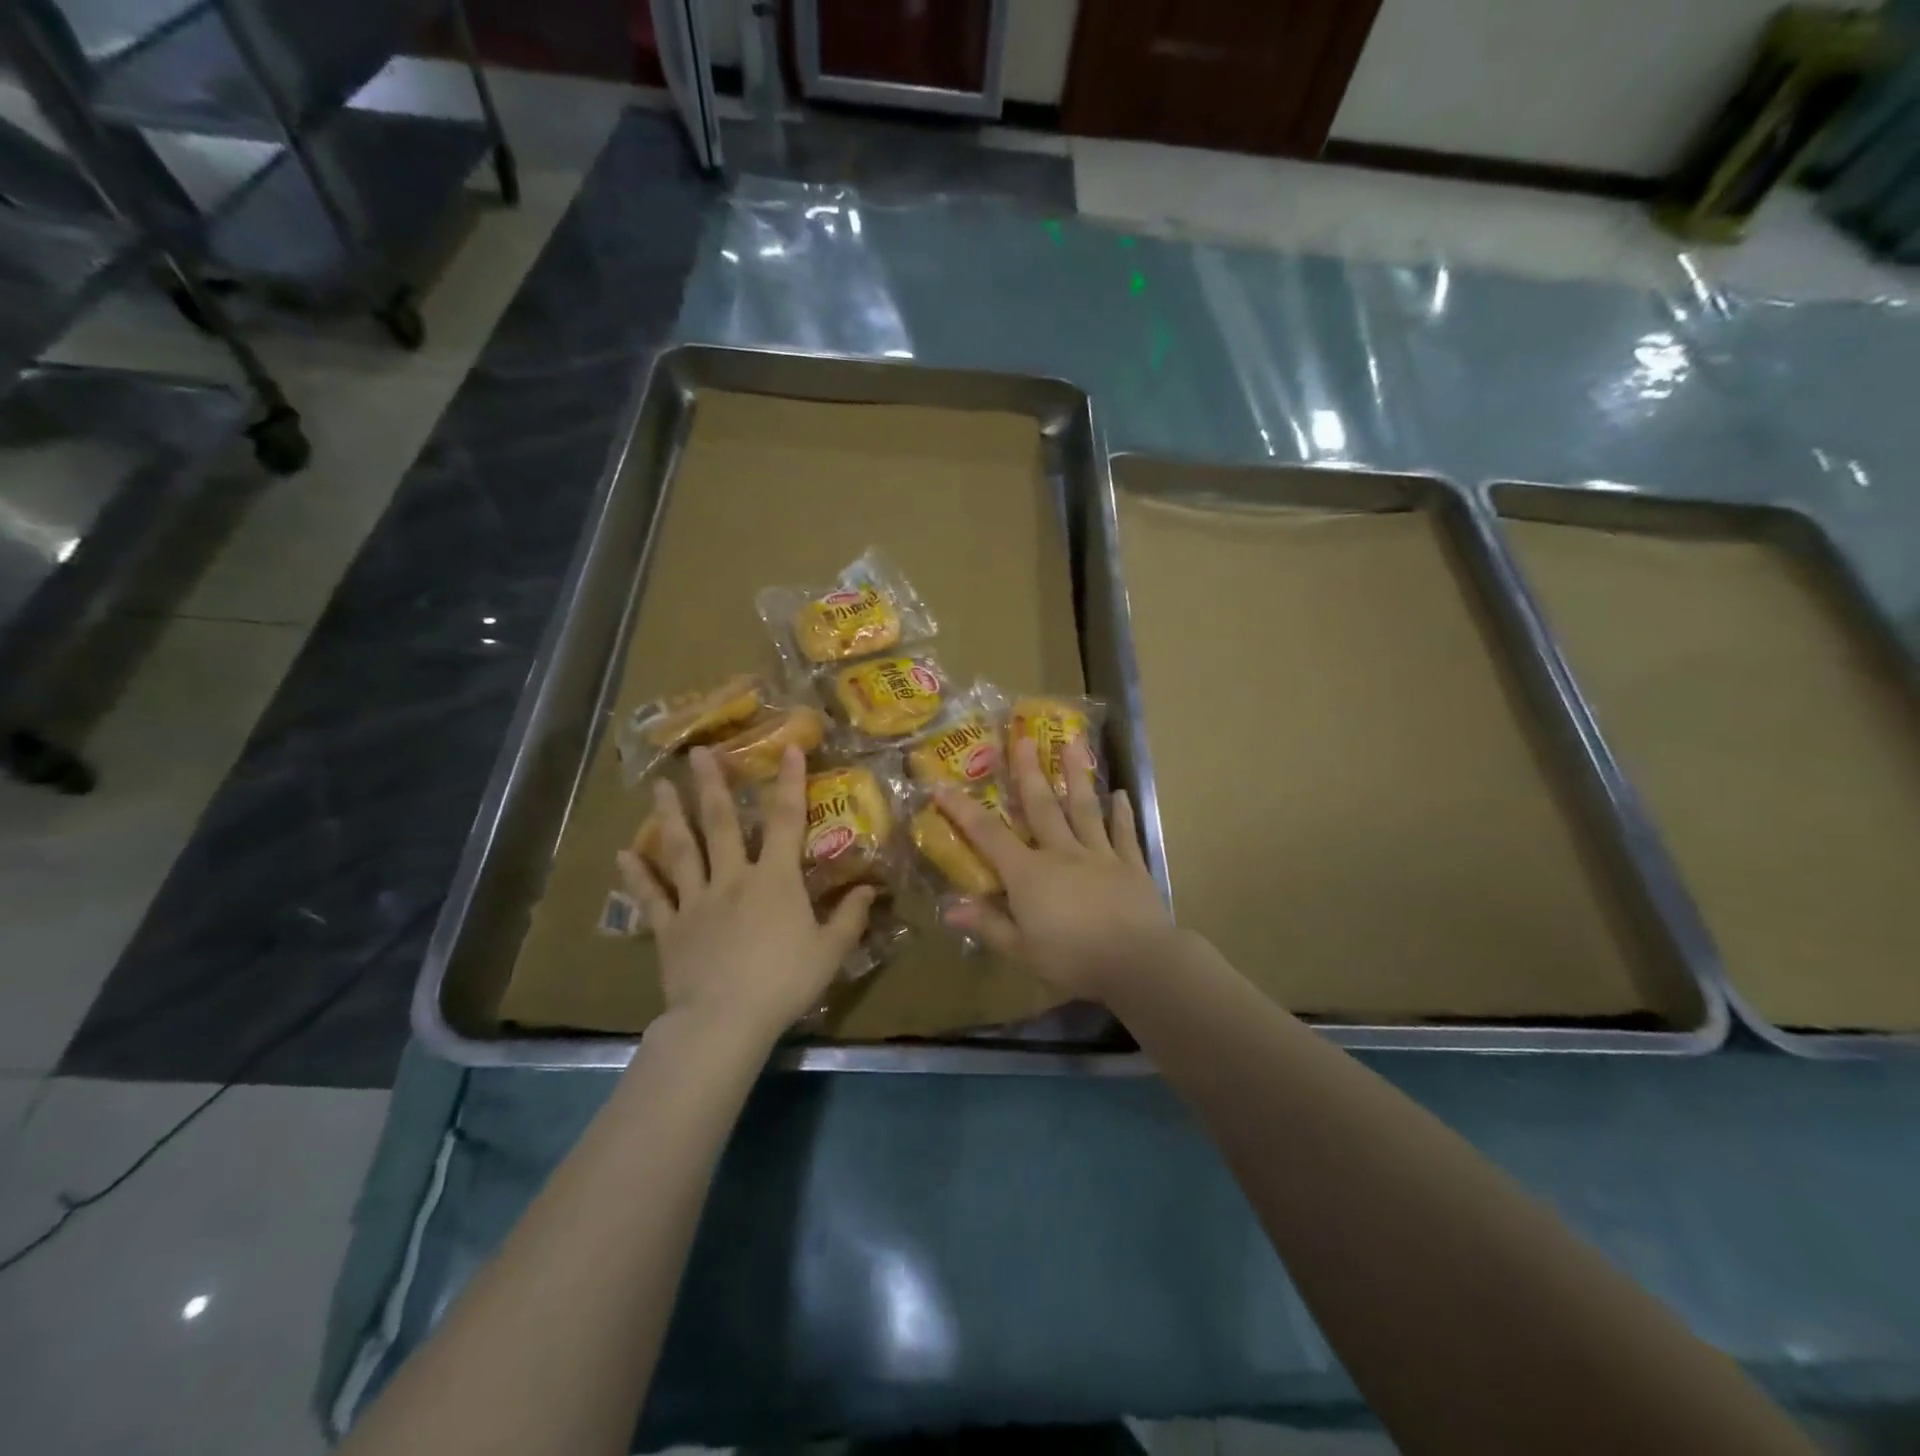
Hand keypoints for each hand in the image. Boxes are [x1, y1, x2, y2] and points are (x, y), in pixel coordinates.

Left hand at [617, 744, 873, 1041]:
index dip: (790, 781)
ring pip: (681, 849)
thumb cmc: (784, 982)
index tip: (788, 746)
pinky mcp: (670, 928)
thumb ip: (850, 917)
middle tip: (699, 752)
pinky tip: (623, 854)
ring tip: (658, 786)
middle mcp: (733, 878)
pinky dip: (637, 875)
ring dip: (669, 815)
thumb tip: (869, 889)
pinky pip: (652, 897)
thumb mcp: (830, 951)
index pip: (787, 820)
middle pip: (720, 823)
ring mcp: (697, 900)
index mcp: (775, 879)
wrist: (725, 1020)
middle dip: (711, 784)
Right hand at [936, 736, 1172, 1000]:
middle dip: (1028, 771)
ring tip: (1073, 742)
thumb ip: (989, 926)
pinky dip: (1122, 814)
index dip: (962, 811)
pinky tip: (1123, 795)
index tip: (942, 785)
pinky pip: (1123, 834)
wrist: (1138, 962)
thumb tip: (950, 910)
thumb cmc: (1073, 960)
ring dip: (1076, 776)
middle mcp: (1062, 853)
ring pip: (1084, 808)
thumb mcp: (1022, 951)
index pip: (988, 835)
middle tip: (1022, 737)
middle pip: (1041, 806)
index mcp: (1029, 873)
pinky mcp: (1131, 866)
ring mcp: (1099, 855)